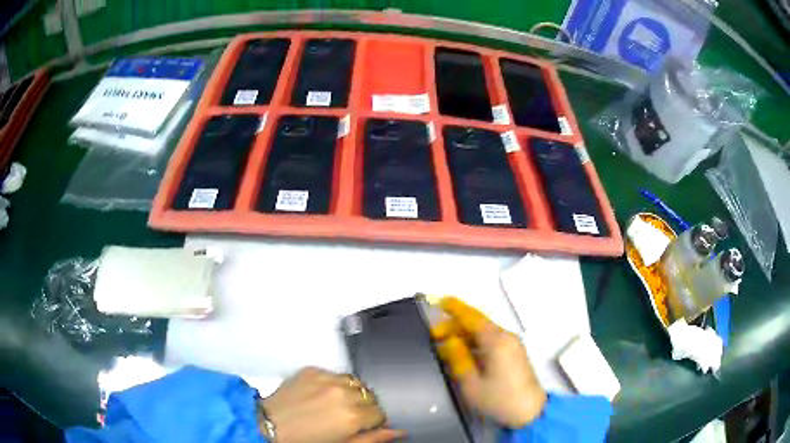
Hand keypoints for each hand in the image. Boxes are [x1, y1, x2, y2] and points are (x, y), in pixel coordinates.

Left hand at [262, 367, 403, 442]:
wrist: (268, 425)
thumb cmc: (305, 441)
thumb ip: (373, 438)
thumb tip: (399, 432)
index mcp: (352, 415)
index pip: (380, 413)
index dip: (373, 421)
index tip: (364, 425)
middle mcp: (342, 393)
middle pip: (370, 395)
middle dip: (364, 406)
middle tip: (349, 416)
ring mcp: (326, 378)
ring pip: (354, 382)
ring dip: (351, 392)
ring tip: (336, 403)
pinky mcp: (311, 370)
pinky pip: (334, 373)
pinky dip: (334, 383)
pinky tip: (322, 394)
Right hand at [431, 297, 546, 428]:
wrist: (530, 412)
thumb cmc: (500, 400)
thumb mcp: (471, 383)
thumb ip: (459, 359)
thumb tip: (449, 341)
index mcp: (497, 342)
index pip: (473, 317)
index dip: (455, 308)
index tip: (440, 301)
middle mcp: (507, 337)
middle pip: (478, 323)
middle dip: (455, 325)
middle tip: (434, 334)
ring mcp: (513, 344)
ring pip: (485, 332)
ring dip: (464, 334)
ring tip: (445, 343)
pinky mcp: (514, 353)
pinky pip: (492, 340)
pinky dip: (475, 341)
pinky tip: (463, 351)